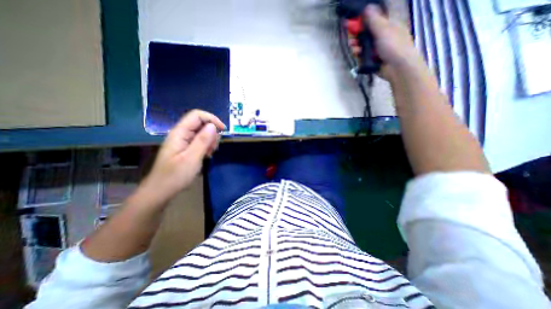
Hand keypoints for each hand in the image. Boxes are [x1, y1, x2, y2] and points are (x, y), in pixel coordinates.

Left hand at [141, 110, 225, 206]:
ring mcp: (183, 141)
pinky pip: (200, 141)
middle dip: (212, 133)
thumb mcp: (192, 158)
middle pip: (201, 124)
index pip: (197, 115)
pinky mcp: (186, 148)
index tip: (223, 131)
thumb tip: (213, 126)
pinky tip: (206, 156)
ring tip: (209, 154)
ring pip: (202, 133)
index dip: (212, 119)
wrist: (161, 191)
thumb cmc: (175, 175)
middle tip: (212, 148)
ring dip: (210, 141)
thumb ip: (203, 140)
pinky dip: (207, 147)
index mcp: (180, 133)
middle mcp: (181, 134)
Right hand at [351, 4, 422, 80]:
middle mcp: (382, 37)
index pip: (372, 21)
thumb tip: (367, 7)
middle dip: (357, 36)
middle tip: (351, 38)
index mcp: (387, 26)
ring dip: (357, 46)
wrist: (398, 68)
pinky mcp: (372, 60)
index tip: (352, 23)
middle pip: (366, 35)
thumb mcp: (384, 30)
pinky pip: (363, 56)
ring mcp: (376, 49)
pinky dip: (359, 55)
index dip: (362, 22)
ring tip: (353, 48)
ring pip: (363, 46)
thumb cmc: (394, 46)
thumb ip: (374, 20)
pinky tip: (356, 54)